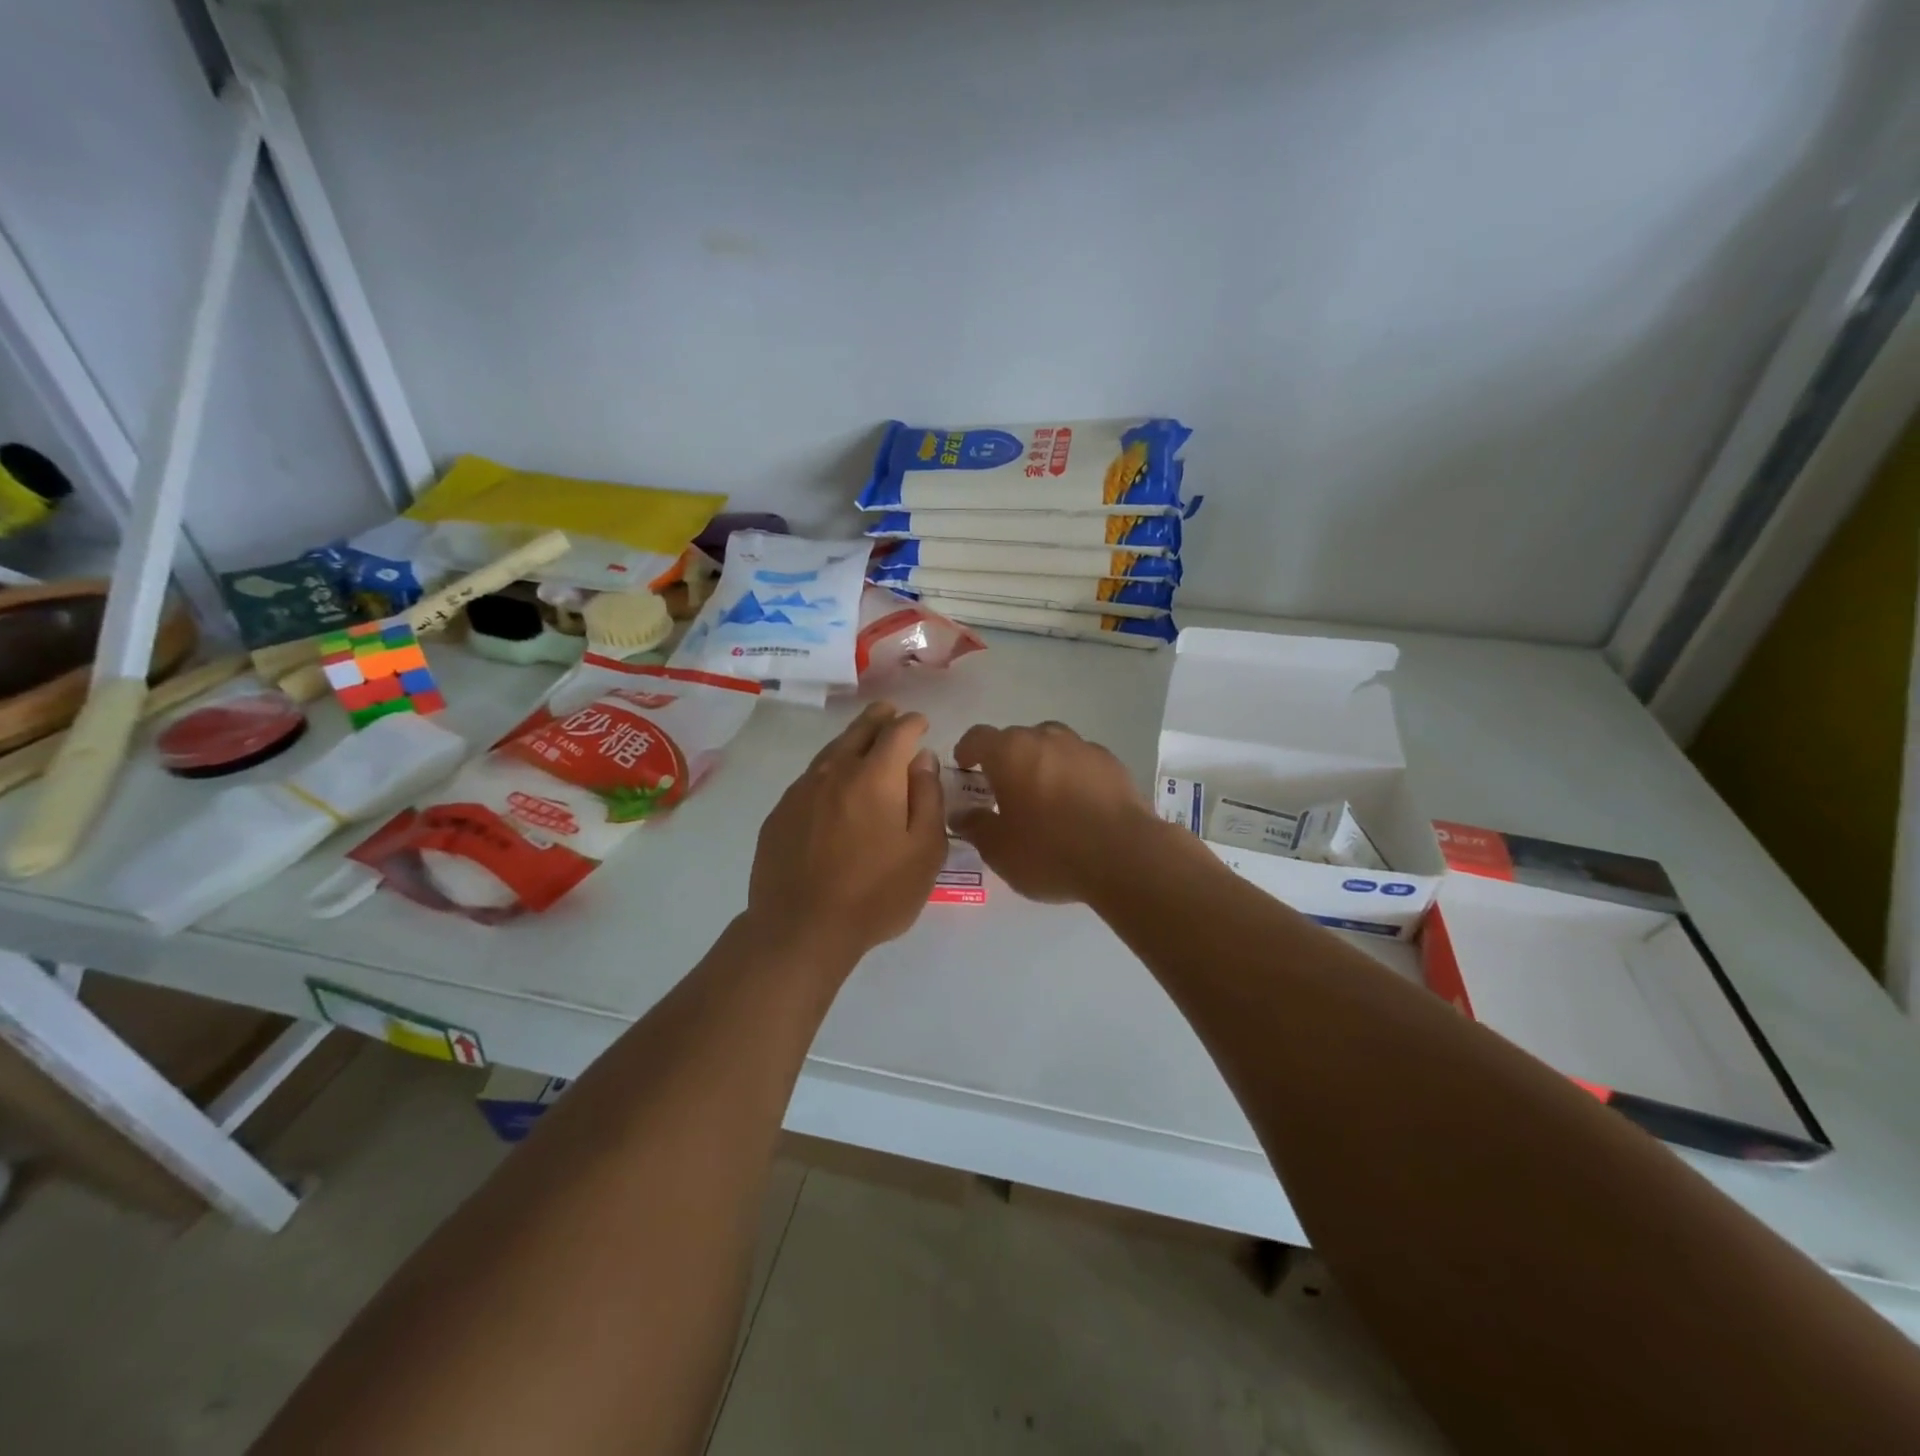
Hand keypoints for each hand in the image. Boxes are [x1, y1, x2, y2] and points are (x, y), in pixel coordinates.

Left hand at [747, 702, 947, 968]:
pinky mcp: (781, 812)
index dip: (913, 723)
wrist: (801, 928)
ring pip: (832, 751)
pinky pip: (811, 777)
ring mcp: (802, 790)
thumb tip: (922, 759)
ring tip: (864, 740)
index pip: (898, 732)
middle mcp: (836, 771)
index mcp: (876, 777)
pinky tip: (833, 785)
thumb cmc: (876, 894)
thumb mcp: (924, 851)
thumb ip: (928, 798)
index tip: (921, 725)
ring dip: (852, 740)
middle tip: (889, 714)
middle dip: (879, 719)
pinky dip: (829, 770)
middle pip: (860, 731)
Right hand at [951, 721, 1161, 903]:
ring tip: (1044, 796)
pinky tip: (1078, 805)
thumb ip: (976, 826)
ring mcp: (1083, 747)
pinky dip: (1073, 775)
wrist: (1124, 857)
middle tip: (1004, 791)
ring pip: (1052, 747)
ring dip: (1042, 764)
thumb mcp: (999, 850)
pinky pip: (1081, 762)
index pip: (978, 737)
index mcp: (1010, 752)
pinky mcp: (1112, 763)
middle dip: (1006, 760)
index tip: (965, 768)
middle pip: (1017, 739)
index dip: (967, 751)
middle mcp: (1045, 738)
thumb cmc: (1049, 851)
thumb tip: (962, 814)